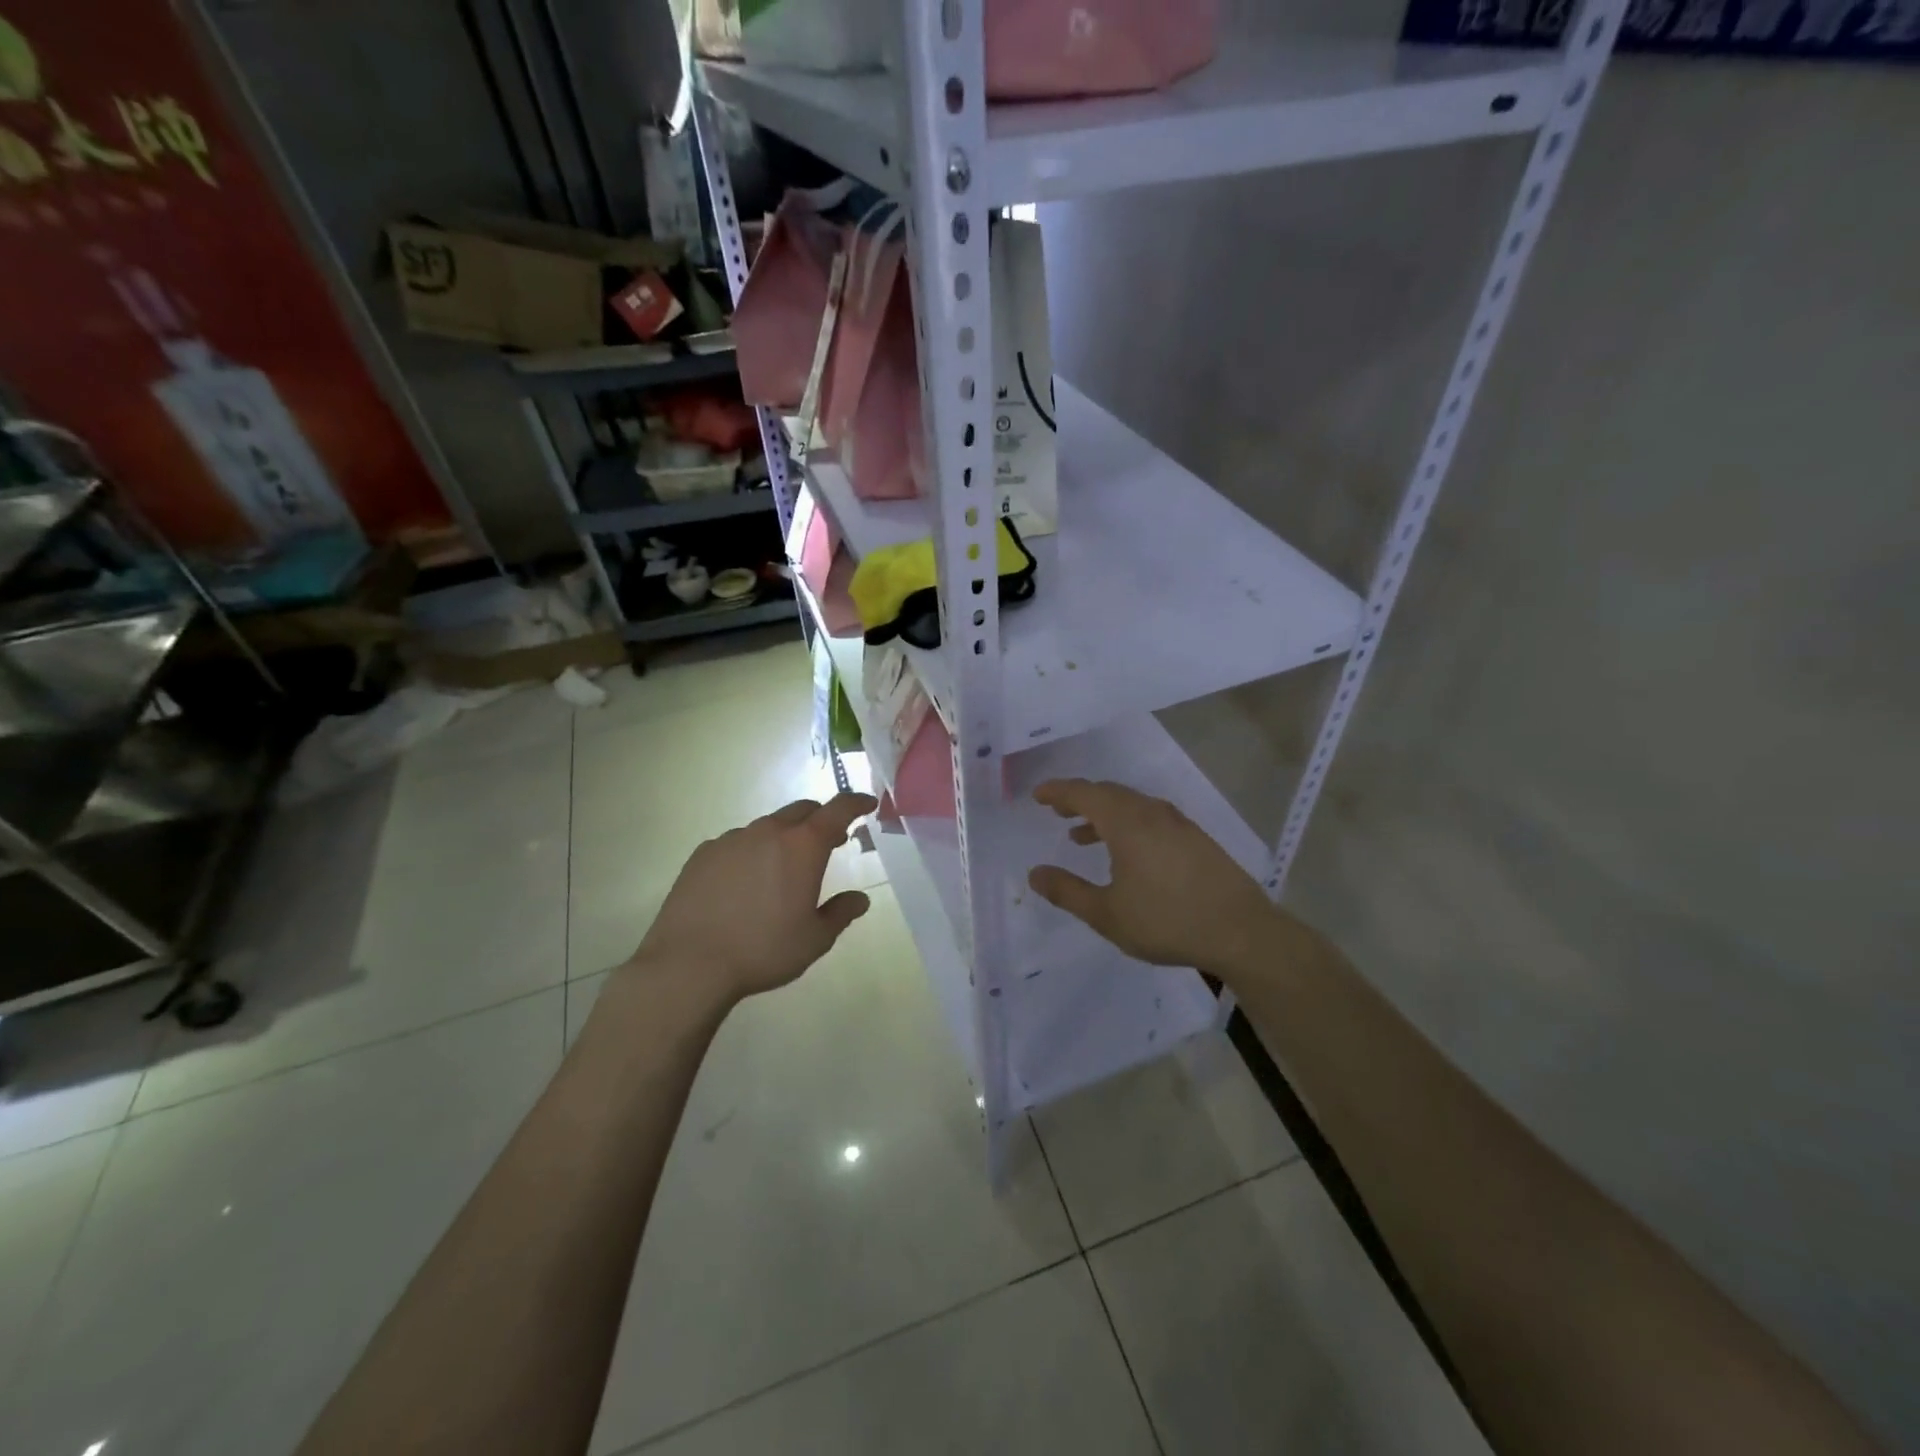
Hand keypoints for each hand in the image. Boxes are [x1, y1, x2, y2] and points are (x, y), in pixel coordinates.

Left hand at [629, 793, 877, 1004]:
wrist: (689, 964)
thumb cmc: (763, 949)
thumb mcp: (815, 939)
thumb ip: (841, 913)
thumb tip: (859, 899)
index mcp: (803, 846)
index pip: (838, 810)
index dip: (856, 802)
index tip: (867, 803)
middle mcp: (768, 832)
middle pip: (802, 811)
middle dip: (821, 820)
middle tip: (831, 841)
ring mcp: (731, 839)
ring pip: (767, 826)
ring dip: (784, 837)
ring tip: (783, 868)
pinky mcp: (702, 854)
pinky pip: (736, 843)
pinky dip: (751, 851)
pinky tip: (744, 882)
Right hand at [1027, 779, 1279, 977]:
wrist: (1242, 932)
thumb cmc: (1167, 921)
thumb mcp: (1107, 914)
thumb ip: (1067, 891)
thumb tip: (1034, 873)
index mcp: (1126, 822)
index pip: (1083, 793)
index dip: (1058, 792)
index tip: (1038, 795)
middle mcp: (1151, 813)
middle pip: (1108, 794)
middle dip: (1079, 799)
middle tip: (1057, 810)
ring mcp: (1178, 824)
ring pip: (1131, 806)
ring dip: (1103, 814)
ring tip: (1082, 836)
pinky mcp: (1196, 839)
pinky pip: (1150, 818)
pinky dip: (1127, 825)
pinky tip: (1127, 853)